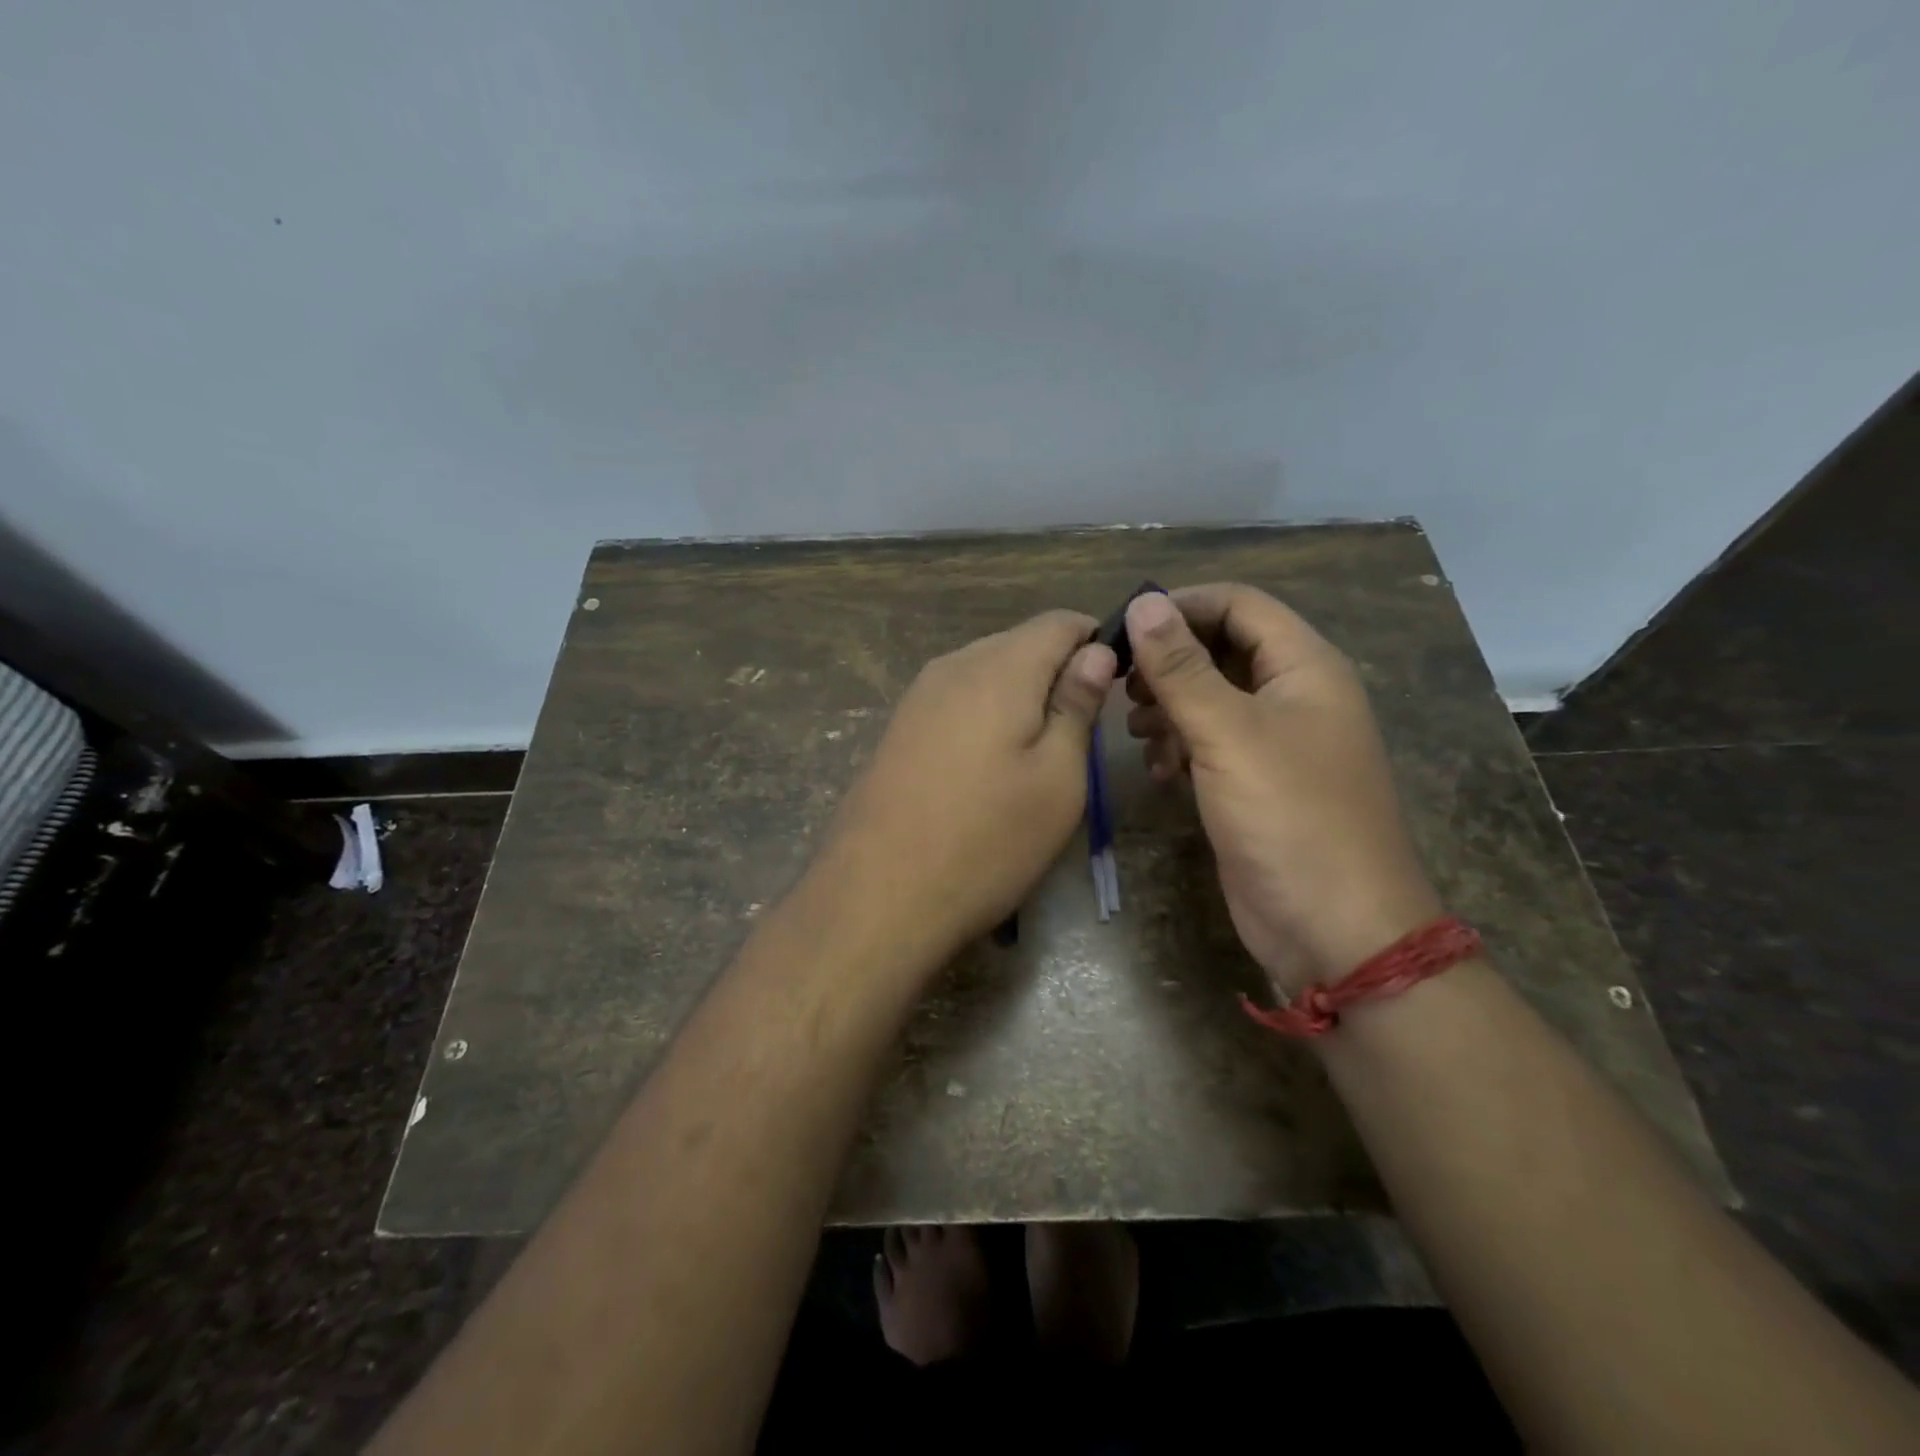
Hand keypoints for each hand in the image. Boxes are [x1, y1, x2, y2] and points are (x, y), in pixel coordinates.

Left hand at [816, 610, 1115, 973]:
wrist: (879, 895)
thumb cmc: (987, 840)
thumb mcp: (1057, 778)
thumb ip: (1076, 706)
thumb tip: (1096, 651)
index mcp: (999, 667)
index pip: (1060, 621)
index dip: (1097, 642)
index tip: (1117, 686)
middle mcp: (952, 665)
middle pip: (1020, 643)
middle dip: (1058, 672)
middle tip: (1082, 732)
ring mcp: (917, 696)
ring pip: (986, 672)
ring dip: (1021, 696)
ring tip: (1038, 754)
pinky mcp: (898, 728)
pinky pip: (957, 700)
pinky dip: (986, 716)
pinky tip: (990, 766)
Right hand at [1123, 585, 1441, 995]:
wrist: (1333, 928)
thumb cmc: (1288, 816)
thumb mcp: (1228, 734)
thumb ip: (1182, 668)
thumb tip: (1144, 601)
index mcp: (1305, 667)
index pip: (1239, 604)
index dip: (1181, 607)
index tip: (1123, 630)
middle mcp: (1294, 695)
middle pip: (1222, 649)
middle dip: (1169, 663)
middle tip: (1122, 688)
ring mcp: (1276, 742)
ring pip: (1212, 697)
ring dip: (1169, 706)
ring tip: (1136, 732)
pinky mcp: (1257, 783)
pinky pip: (1212, 743)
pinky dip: (1181, 746)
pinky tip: (1159, 771)